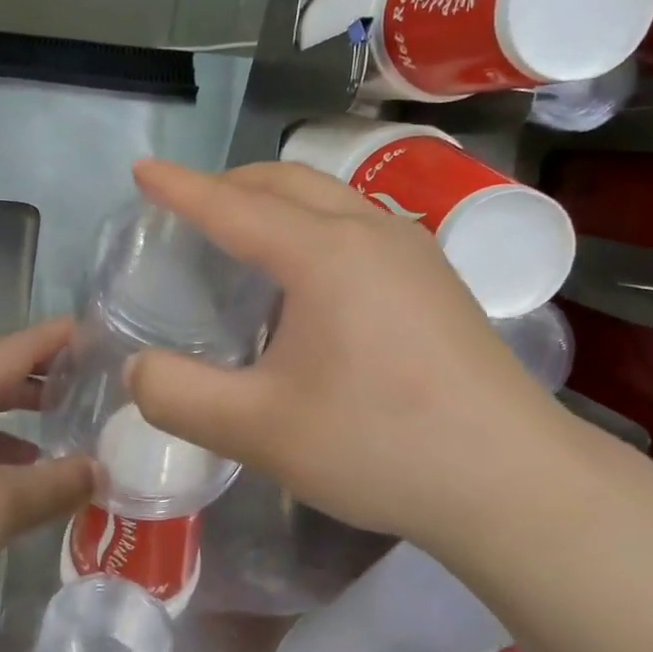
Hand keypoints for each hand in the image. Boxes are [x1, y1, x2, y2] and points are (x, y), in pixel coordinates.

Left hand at [0, 319, 95, 615]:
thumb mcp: (2, 507)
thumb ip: (57, 485)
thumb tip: (99, 471)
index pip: (17, 347)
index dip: (57, 336)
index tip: (94, 331)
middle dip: (35, 363)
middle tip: (75, 373)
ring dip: (13, 398)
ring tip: (53, 417)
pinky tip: (12, 465)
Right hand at [127, 159, 582, 552]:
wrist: (512, 481)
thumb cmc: (379, 446)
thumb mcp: (258, 431)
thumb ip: (179, 396)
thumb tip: (139, 370)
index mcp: (325, 254)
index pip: (233, 206)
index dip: (180, 188)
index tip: (142, 170)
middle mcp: (372, 233)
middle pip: (287, 183)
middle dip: (229, 184)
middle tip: (187, 208)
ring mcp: (414, 253)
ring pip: (329, 199)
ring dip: (275, 201)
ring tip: (241, 234)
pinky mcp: (437, 282)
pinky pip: (357, 226)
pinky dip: (312, 226)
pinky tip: (308, 277)